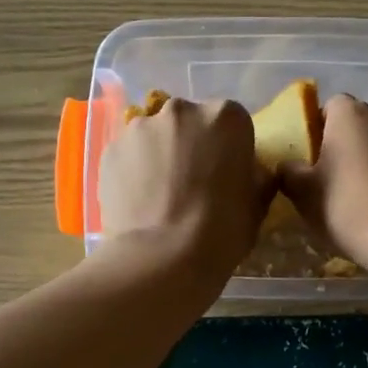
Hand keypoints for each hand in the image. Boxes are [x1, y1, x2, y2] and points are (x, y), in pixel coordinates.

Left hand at [99, 97, 273, 282]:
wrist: (162, 257)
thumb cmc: (221, 230)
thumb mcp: (257, 205)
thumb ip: (255, 178)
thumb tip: (249, 173)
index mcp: (226, 117)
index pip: (232, 123)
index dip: (229, 149)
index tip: (226, 174)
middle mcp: (182, 110)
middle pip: (189, 122)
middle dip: (191, 145)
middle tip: (192, 184)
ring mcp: (140, 127)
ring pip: (155, 136)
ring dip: (160, 155)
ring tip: (160, 195)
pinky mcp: (111, 149)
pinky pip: (129, 155)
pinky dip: (133, 171)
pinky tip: (138, 202)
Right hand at [278, 95, 367, 261]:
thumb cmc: (346, 206)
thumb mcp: (303, 192)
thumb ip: (289, 171)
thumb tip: (288, 166)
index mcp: (351, 114)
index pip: (331, 106)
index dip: (319, 129)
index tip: (311, 156)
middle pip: (359, 124)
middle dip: (346, 143)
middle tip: (331, 176)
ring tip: (358, 194)